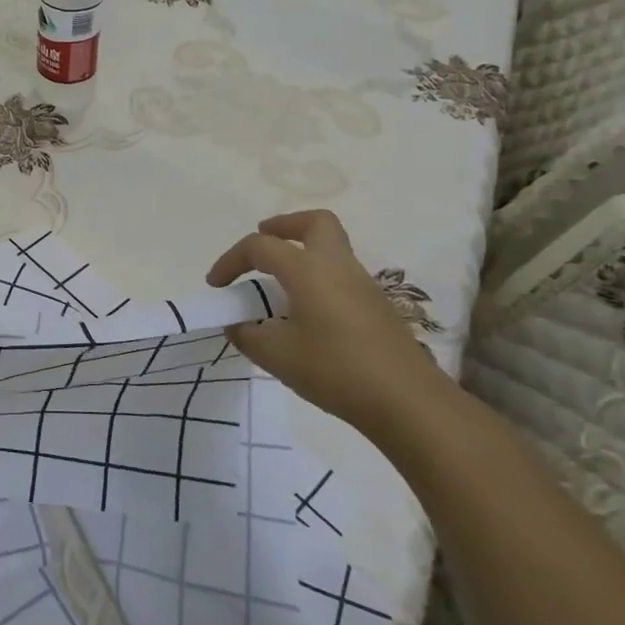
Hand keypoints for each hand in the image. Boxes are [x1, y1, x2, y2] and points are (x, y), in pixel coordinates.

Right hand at [206, 209, 441, 435]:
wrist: (408, 401)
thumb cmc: (336, 371)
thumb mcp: (277, 356)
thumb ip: (249, 335)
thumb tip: (238, 325)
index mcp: (308, 270)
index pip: (260, 247)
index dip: (231, 260)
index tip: (216, 286)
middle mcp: (337, 266)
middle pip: (313, 223)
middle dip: (283, 226)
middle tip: (262, 246)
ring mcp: (363, 284)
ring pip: (331, 247)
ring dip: (302, 253)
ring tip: (278, 285)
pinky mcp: (377, 306)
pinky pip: (341, 274)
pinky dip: (318, 278)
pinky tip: (306, 312)